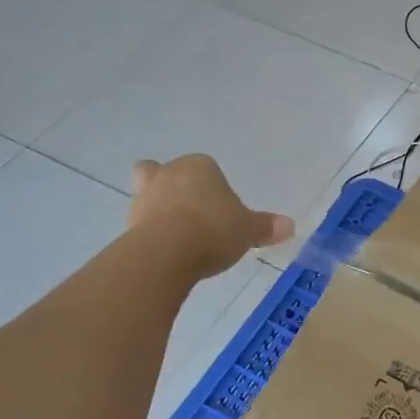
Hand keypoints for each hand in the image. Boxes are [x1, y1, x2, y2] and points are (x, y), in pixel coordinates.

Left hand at [128, 156, 293, 279]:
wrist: (167, 252)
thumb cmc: (213, 229)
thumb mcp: (248, 230)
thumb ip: (266, 227)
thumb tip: (290, 226)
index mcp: (200, 166)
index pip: (208, 169)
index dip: (216, 188)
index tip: (224, 212)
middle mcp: (168, 173)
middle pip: (170, 173)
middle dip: (178, 189)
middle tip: (194, 214)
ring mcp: (144, 196)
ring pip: (150, 194)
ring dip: (160, 209)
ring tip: (179, 236)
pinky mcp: (129, 222)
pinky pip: (143, 222)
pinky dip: (152, 232)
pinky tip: (168, 251)